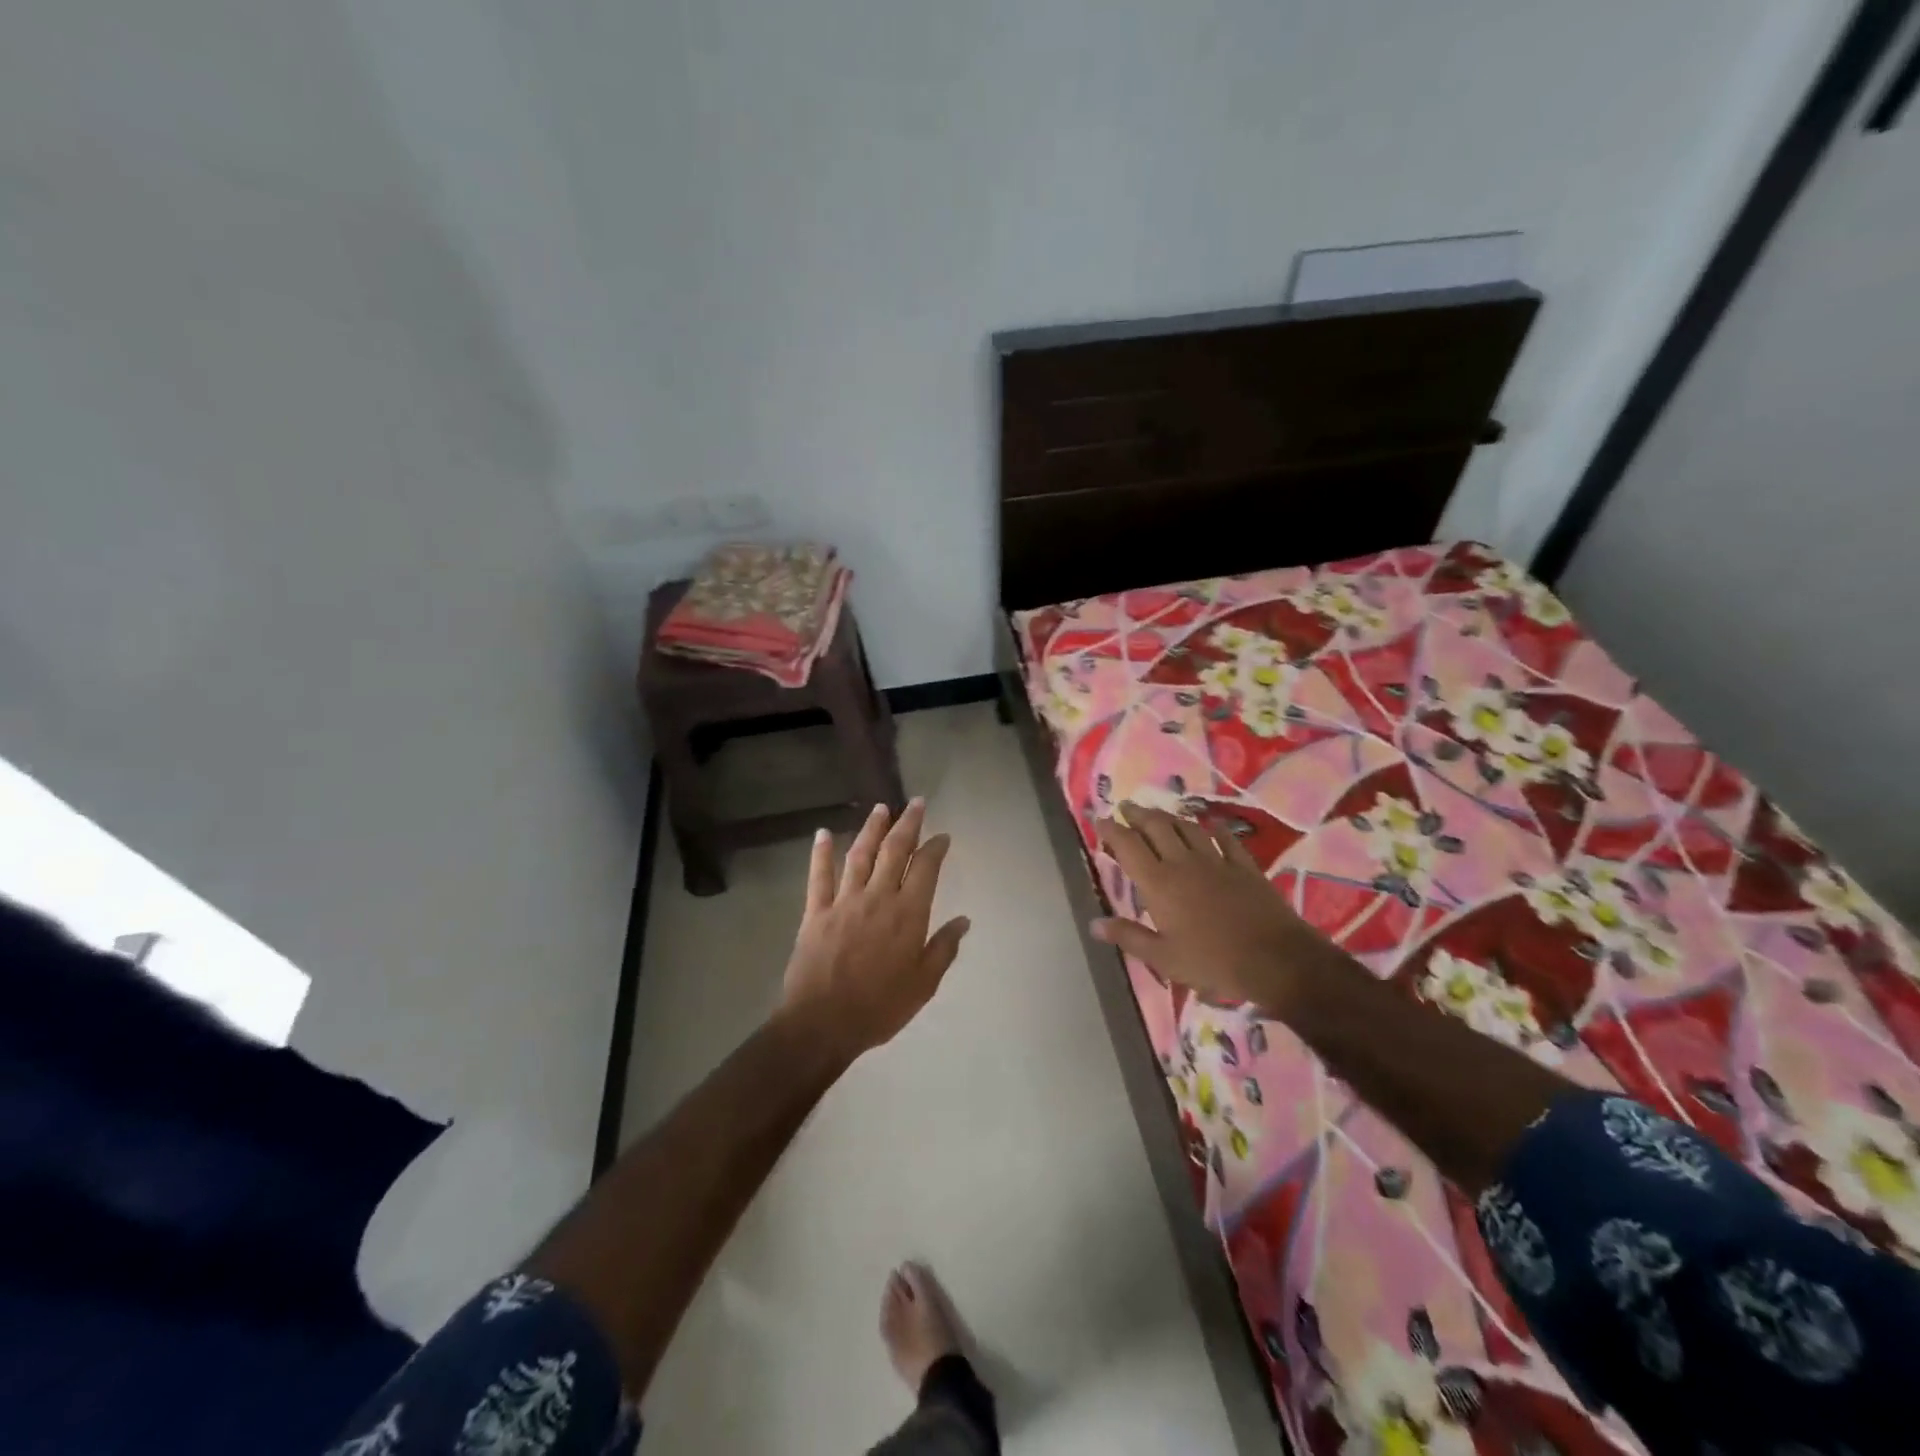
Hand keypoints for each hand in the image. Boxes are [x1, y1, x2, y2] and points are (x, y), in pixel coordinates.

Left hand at [780, 799, 969, 1057]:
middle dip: (908, 824)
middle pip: (894, 851)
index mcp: (908, 914)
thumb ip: (943, 948)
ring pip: (860, 855)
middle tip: (916, 803)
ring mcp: (844, 901)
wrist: (823, 1023)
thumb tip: (964, 920)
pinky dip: (820, 853)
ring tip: (880, 808)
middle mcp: (878, 898)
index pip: (926, 869)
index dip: (935, 848)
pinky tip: (822, 833)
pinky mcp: (815, 912)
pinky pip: (819, 876)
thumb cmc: (880, 1007)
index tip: (942, 835)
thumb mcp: (923, 984)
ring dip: (871, 829)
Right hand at [1090, 802, 1338, 1014]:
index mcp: (1159, 883)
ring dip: (1170, 817)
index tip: (1100, 820)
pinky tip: (1210, 826)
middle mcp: (1183, 863)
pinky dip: (1214, 829)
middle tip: (1126, 807)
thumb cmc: (1212, 961)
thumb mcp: (1163, 958)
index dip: (1112, 830)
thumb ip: (1128, 936)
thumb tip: (1094, 924)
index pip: (1128, 846)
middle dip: (1138, 814)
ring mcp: (1216, 861)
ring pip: (1188, 827)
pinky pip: (1225, 839)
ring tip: (1159, 814)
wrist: (1274, 959)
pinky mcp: (1244, 866)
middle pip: (1156, 827)